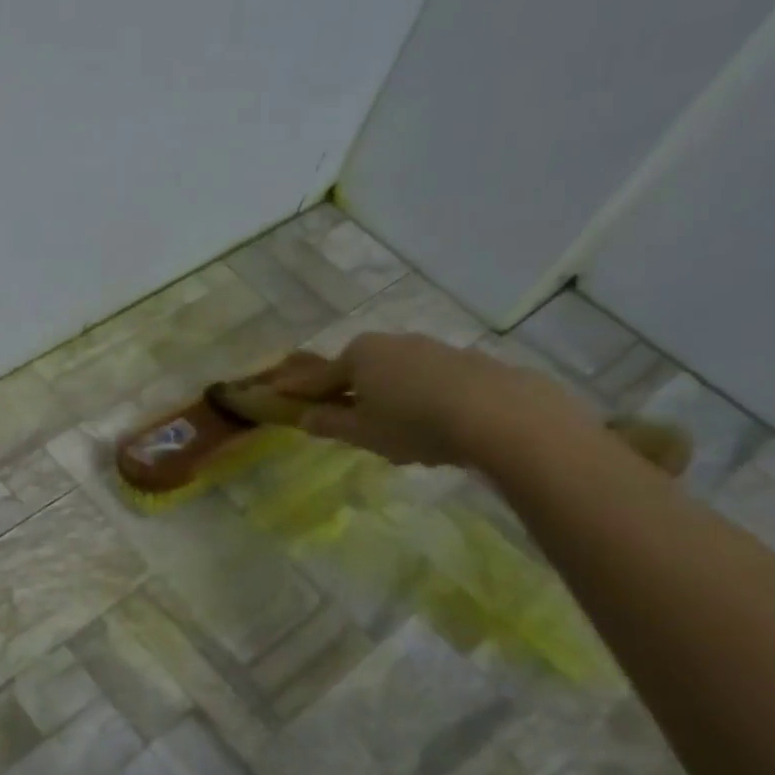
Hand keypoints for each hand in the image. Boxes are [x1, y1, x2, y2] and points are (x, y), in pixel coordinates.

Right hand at [274, 331, 588, 467]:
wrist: (498, 413)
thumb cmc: (413, 423)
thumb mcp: (362, 432)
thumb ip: (328, 424)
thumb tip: (303, 418)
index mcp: (357, 356)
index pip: (318, 377)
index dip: (297, 391)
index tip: (276, 394)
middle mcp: (389, 342)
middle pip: (356, 370)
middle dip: (346, 392)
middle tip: (341, 420)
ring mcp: (428, 347)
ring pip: (391, 374)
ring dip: (383, 395)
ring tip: (389, 429)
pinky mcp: (461, 360)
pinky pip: (422, 379)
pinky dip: (414, 397)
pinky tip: (426, 422)